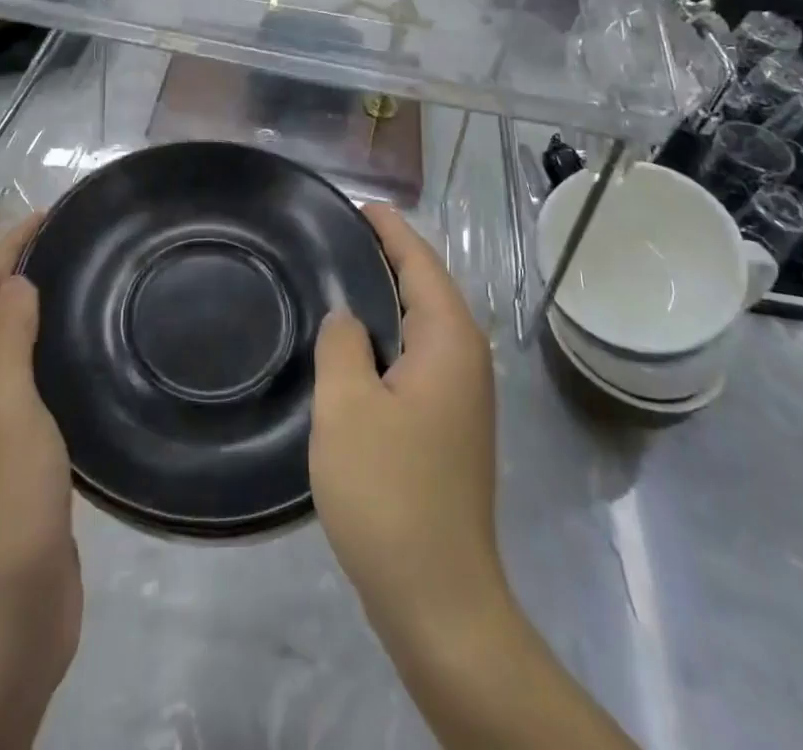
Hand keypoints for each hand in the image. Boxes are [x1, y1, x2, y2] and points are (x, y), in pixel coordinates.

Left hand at [0, 218, 78, 749]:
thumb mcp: (0, 413)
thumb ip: (3, 338)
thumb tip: (14, 282)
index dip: (9, 249)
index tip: (52, 212)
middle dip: (23, 277)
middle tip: (80, 243)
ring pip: (9, 358)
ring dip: (39, 319)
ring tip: (87, 285)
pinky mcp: (6, 471)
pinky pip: (28, 396)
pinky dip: (50, 363)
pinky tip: (84, 356)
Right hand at [312, 209, 639, 749]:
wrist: (440, 599)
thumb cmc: (390, 492)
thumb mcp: (347, 407)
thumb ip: (342, 343)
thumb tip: (347, 318)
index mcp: (449, 340)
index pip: (420, 262)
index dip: (390, 229)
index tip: (357, 204)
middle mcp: (466, 358)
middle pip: (426, 287)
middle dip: (387, 256)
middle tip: (335, 236)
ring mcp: (462, 394)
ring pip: (422, 324)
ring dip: (387, 297)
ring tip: (339, 277)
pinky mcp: (449, 425)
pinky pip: (417, 355)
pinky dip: (389, 335)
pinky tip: (355, 345)